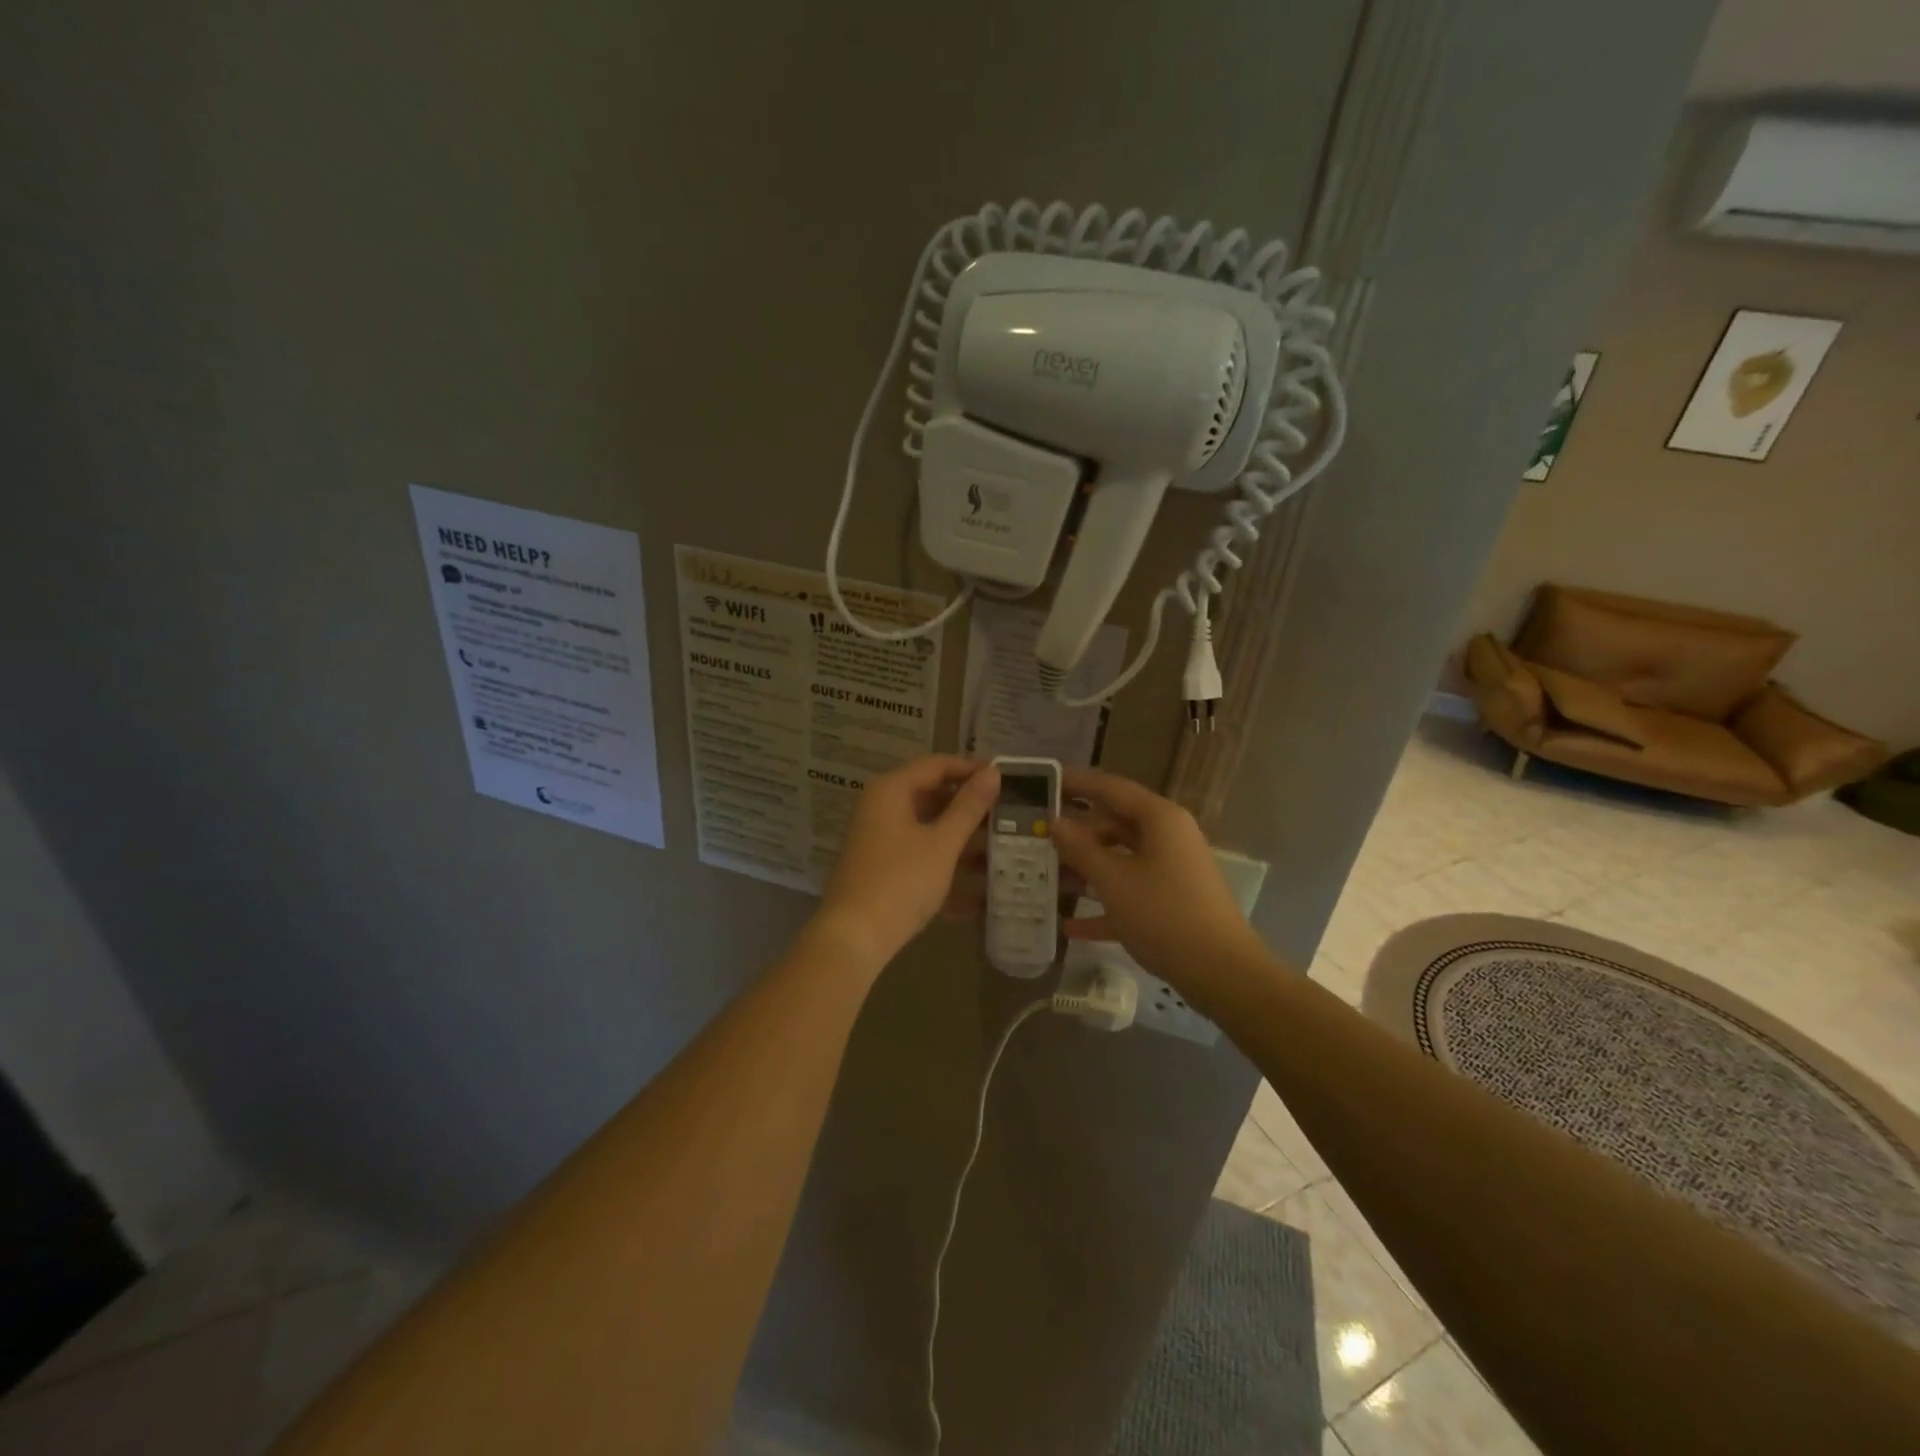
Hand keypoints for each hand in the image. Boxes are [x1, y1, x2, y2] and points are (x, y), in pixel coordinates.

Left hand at [814, 756, 1000, 970]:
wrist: (854, 939)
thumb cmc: (901, 881)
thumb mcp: (942, 843)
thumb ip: (969, 807)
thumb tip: (992, 772)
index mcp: (892, 791)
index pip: (937, 765)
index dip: (972, 769)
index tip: (1006, 780)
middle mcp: (882, 809)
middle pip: (933, 797)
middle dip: (971, 809)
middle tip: (1009, 816)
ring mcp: (880, 841)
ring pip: (929, 830)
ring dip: (964, 842)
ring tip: (1004, 852)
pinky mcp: (882, 870)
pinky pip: (921, 858)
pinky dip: (947, 869)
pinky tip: (980, 895)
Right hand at [1051, 767, 1265, 995]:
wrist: (1221, 973)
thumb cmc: (1164, 914)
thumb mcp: (1114, 880)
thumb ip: (1080, 848)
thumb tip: (1055, 822)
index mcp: (1159, 819)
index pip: (1111, 788)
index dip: (1075, 783)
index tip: (1042, 781)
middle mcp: (1167, 837)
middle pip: (1113, 824)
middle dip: (1075, 834)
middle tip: (1034, 838)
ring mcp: (1170, 871)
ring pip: (1119, 859)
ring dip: (1084, 869)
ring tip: (1043, 877)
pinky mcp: (1170, 903)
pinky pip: (1129, 893)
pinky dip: (1103, 904)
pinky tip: (1069, 926)